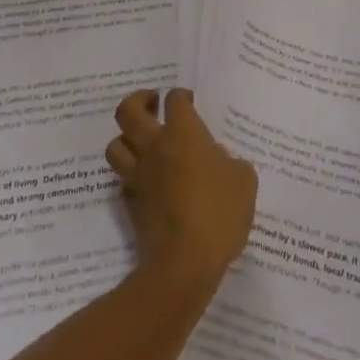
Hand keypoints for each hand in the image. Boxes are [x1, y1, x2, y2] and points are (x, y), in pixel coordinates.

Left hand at [107, 88, 258, 294]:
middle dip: (139, 101)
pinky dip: (130, 173)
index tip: (191, 104)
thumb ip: (232, 163)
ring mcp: (138, 175)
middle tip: (153, 105)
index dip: (182, 97)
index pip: (175, 99)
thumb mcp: (244, 182)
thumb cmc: (218, 214)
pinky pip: (121, 178)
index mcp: (183, 133)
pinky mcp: (130, 202)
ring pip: (115, 144)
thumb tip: (219, 160)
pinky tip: (146, 180)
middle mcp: (154, 146)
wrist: (184, 263)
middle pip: (128, 110)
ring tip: (142, 141)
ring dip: (126, 138)